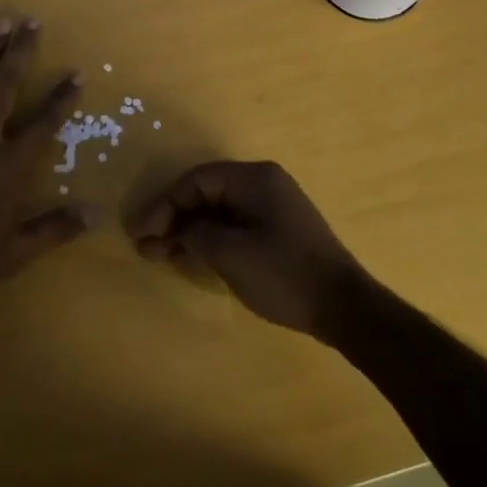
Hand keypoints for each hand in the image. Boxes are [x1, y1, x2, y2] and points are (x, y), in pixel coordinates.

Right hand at [129, 161, 368, 337]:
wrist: (344, 308)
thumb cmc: (283, 273)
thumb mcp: (230, 253)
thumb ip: (194, 234)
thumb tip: (173, 232)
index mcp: (254, 178)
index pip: (196, 181)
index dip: (164, 206)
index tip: (141, 234)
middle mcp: (263, 184)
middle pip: (205, 194)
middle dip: (172, 220)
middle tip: (146, 248)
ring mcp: (271, 207)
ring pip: (217, 212)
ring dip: (187, 232)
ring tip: (160, 256)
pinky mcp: (276, 231)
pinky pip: (232, 226)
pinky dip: (208, 240)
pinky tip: (189, 258)